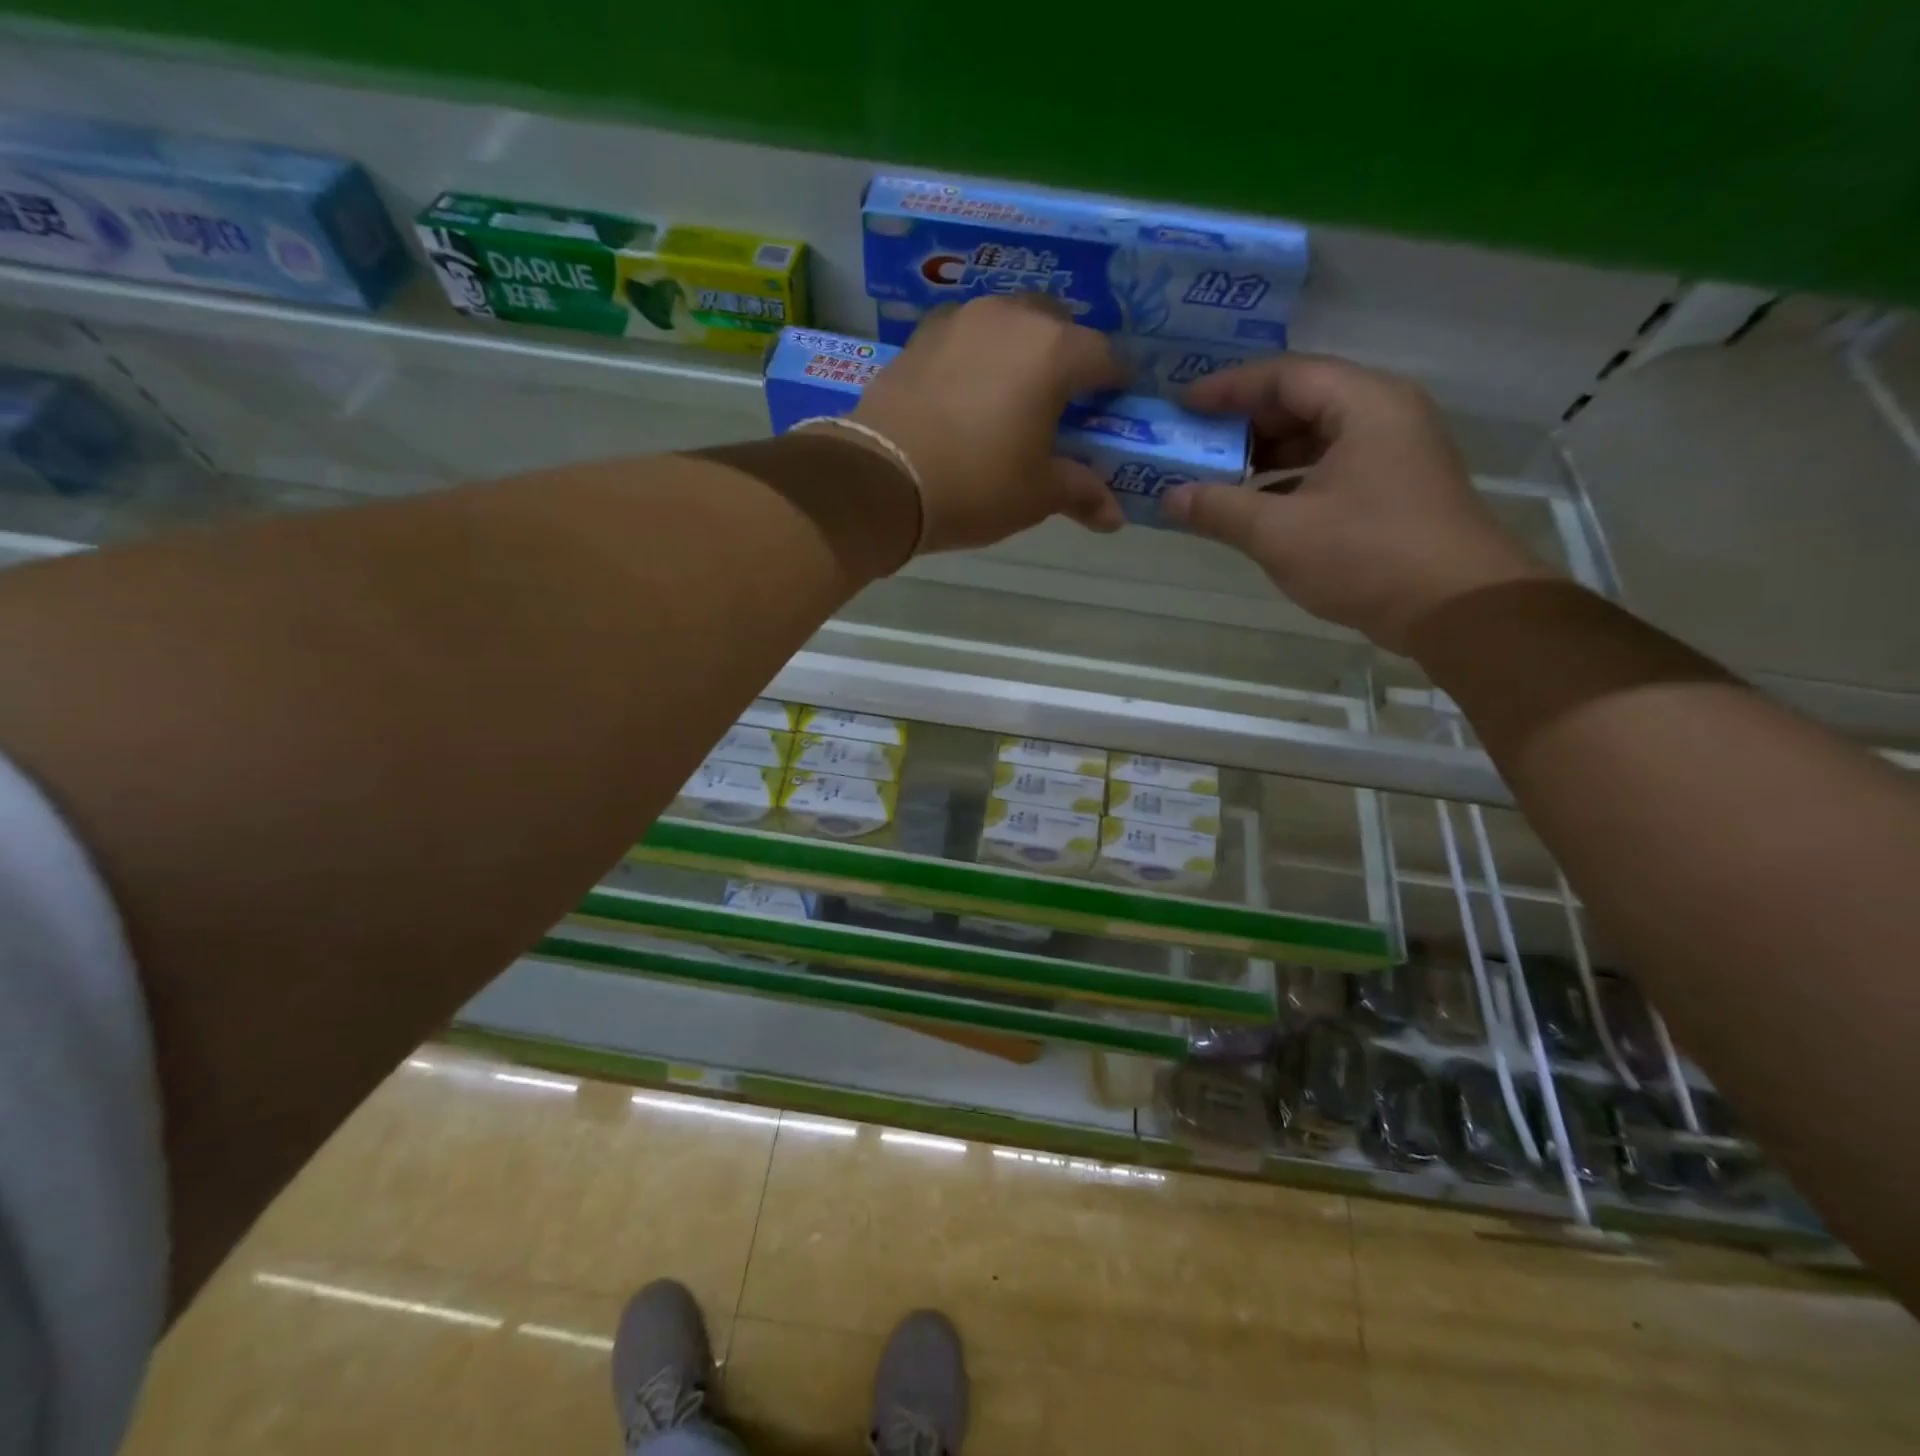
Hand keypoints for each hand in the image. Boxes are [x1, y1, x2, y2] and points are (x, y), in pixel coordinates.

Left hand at [845, 296, 1126, 552]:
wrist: (881, 480)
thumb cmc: (975, 487)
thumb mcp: (1036, 496)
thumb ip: (1080, 492)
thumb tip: (1115, 517)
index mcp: (1052, 351)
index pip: (1104, 356)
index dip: (1116, 384)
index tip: (1114, 407)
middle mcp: (1009, 318)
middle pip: (1056, 324)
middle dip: (1068, 355)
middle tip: (1063, 400)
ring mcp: (959, 321)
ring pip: (1007, 321)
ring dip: (1020, 348)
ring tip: (1013, 392)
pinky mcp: (920, 337)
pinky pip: (965, 336)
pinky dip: (977, 355)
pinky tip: (968, 391)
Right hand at [1160, 355, 1556, 652]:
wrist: (1458, 609)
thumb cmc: (1368, 557)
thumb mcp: (1280, 533)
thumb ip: (1219, 509)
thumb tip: (1168, 497)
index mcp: (1364, 404)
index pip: (1286, 375)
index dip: (1228, 388)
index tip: (1182, 406)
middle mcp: (1384, 415)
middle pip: (1302, 400)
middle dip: (1243, 423)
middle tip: (1193, 441)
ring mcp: (1394, 453)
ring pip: (1316, 437)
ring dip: (1264, 455)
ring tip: (1214, 476)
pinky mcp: (1394, 489)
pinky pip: (1330, 468)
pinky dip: (1288, 481)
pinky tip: (1253, 508)